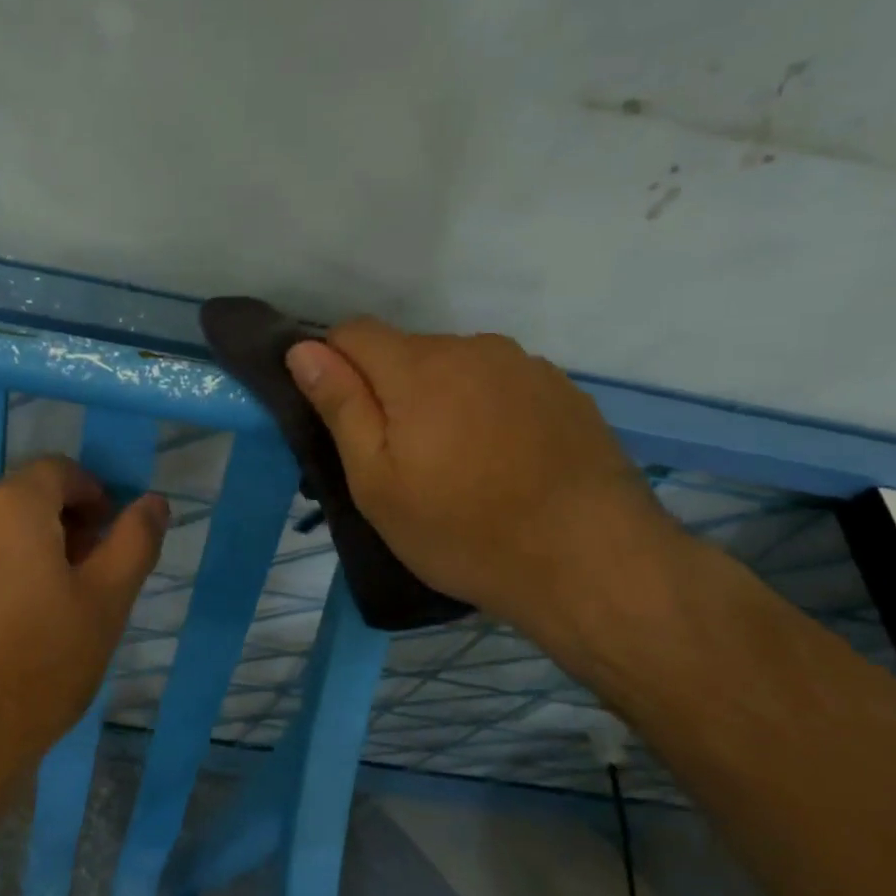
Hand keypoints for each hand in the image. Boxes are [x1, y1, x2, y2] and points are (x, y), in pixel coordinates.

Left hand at [0, 456, 167, 820]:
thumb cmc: (38, 666)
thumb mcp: (106, 603)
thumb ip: (134, 541)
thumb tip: (153, 501)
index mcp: (8, 504)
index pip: (58, 471)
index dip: (93, 495)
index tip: (109, 537)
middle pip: (22, 496)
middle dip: (61, 522)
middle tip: (86, 574)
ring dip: (26, 544)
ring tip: (48, 601)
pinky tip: (5, 618)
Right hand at [285, 320, 678, 638]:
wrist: (591, 562)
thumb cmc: (464, 531)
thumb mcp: (378, 482)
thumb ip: (341, 407)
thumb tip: (303, 349)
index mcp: (419, 367)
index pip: (353, 332)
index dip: (334, 366)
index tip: (344, 420)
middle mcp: (473, 348)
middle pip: (406, 350)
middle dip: (389, 389)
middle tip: (400, 459)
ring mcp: (525, 366)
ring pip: (456, 366)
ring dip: (440, 398)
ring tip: (456, 464)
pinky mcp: (563, 390)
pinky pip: (500, 384)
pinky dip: (485, 409)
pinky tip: (503, 461)